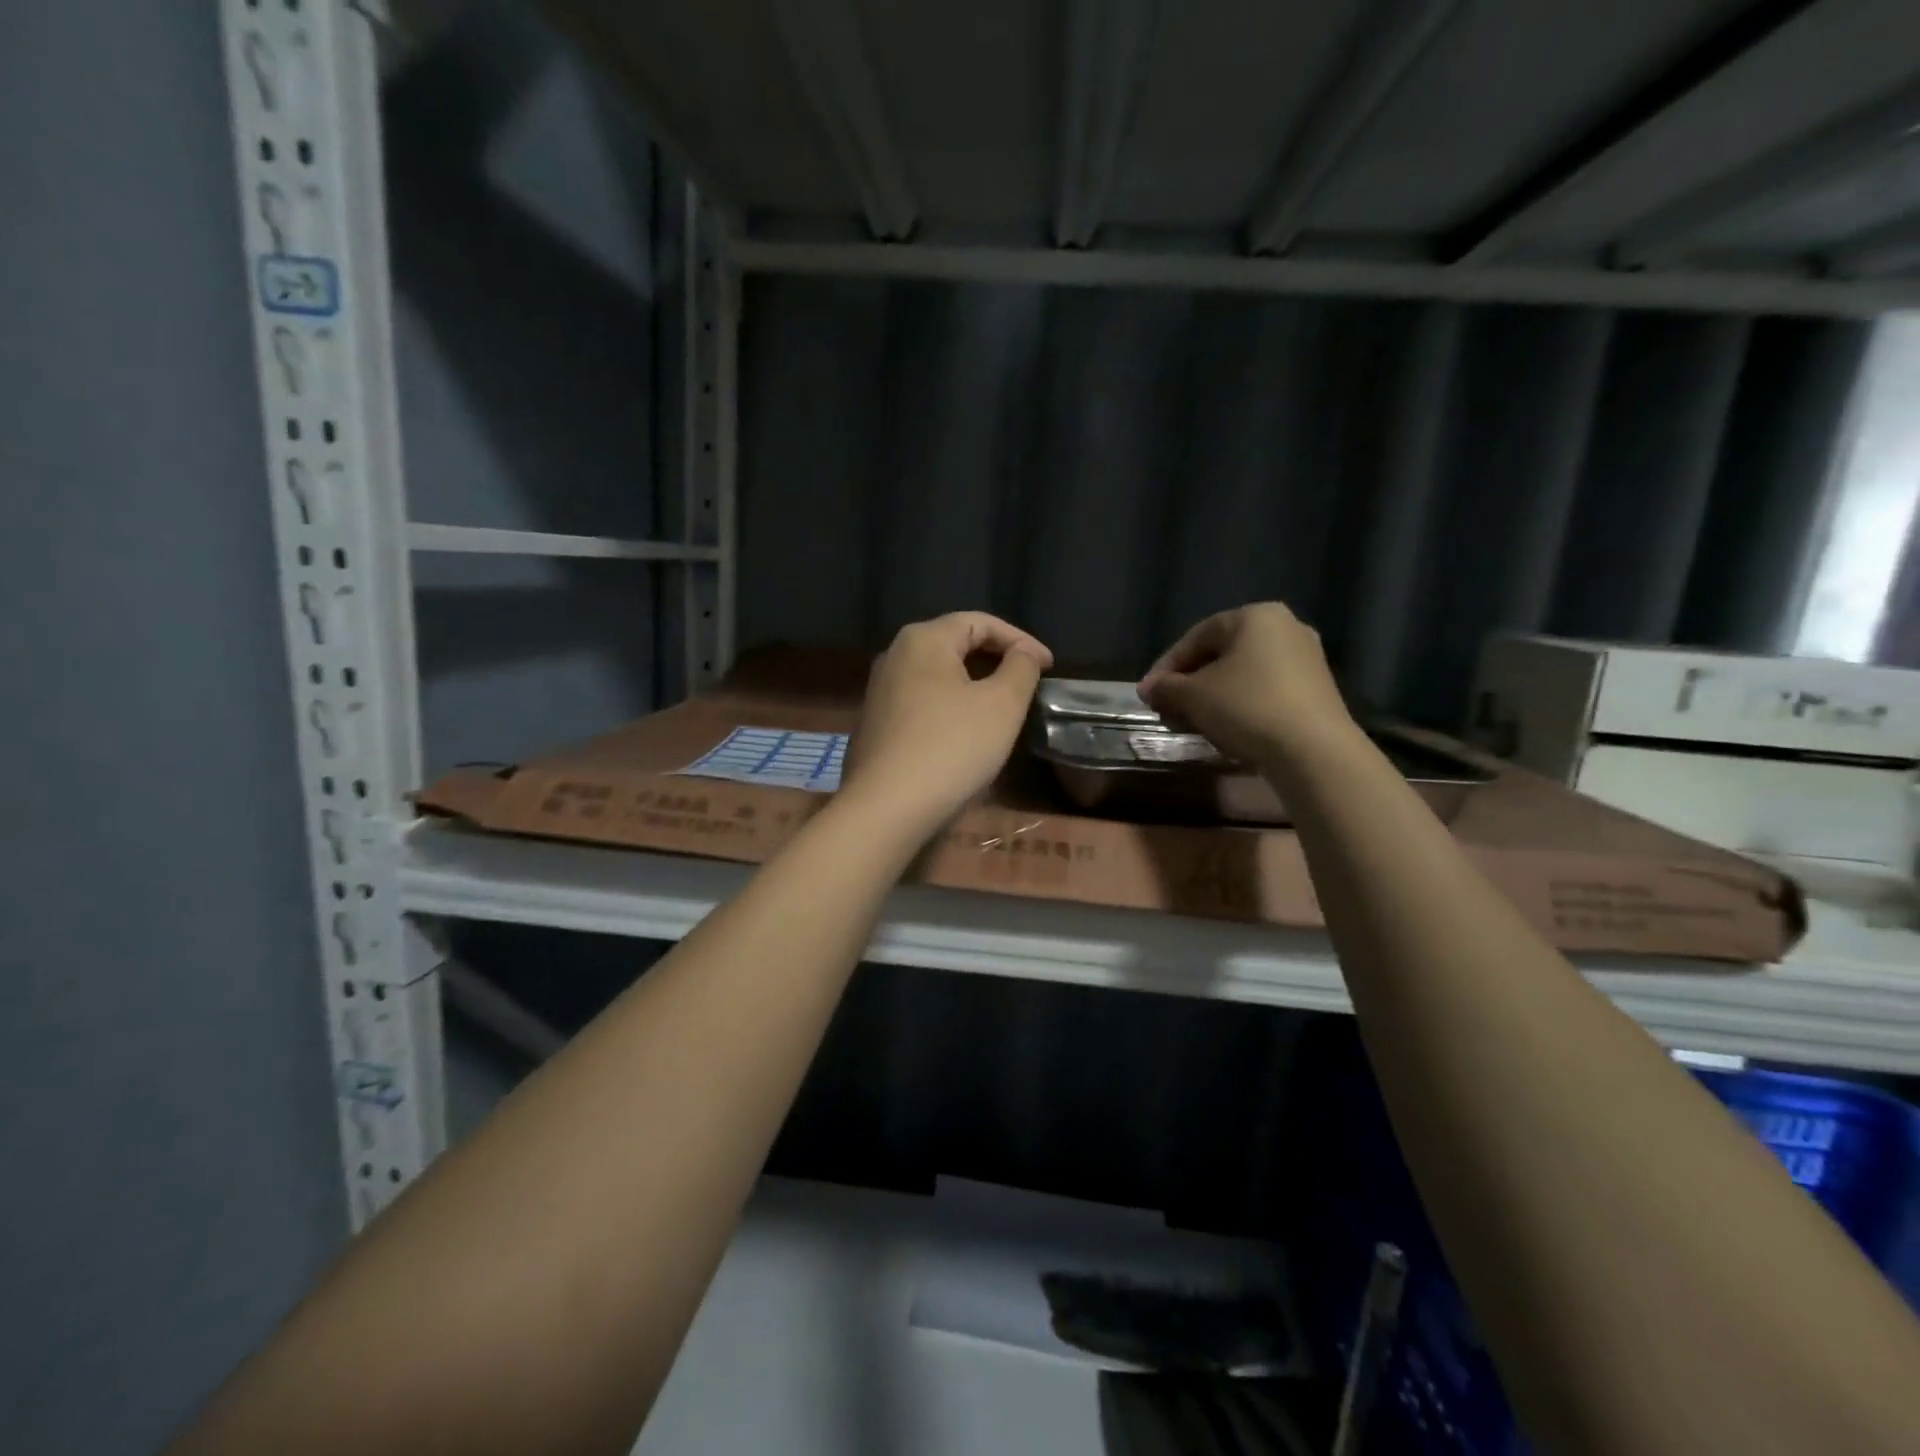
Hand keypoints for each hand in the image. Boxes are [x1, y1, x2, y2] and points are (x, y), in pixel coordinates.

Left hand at [841, 612, 1053, 832]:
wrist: (887, 807)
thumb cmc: (951, 747)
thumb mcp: (1002, 704)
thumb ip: (1020, 668)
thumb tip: (1023, 653)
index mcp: (923, 639)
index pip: (980, 622)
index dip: (1020, 639)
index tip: (1049, 666)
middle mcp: (894, 655)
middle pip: (955, 644)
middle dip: (996, 658)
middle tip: (1028, 681)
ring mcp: (880, 690)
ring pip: (938, 675)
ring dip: (974, 684)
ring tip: (1003, 705)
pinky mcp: (876, 723)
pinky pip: (923, 701)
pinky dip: (951, 705)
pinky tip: (966, 731)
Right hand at [1138, 602, 1355, 764]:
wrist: (1313, 751)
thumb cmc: (1247, 707)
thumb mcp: (1193, 696)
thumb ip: (1166, 688)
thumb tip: (1149, 689)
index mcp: (1255, 616)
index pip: (1196, 637)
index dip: (1166, 666)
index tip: (1148, 694)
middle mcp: (1285, 627)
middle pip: (1221, 655)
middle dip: (1189, 684)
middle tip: (1167, 710)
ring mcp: (1306, 659)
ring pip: (1242, 675)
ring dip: (1211, 698)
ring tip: (1191, 724)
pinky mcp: (1316, 691)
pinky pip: (1265, 691)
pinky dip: (1239, 706)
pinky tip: (1224, 730)